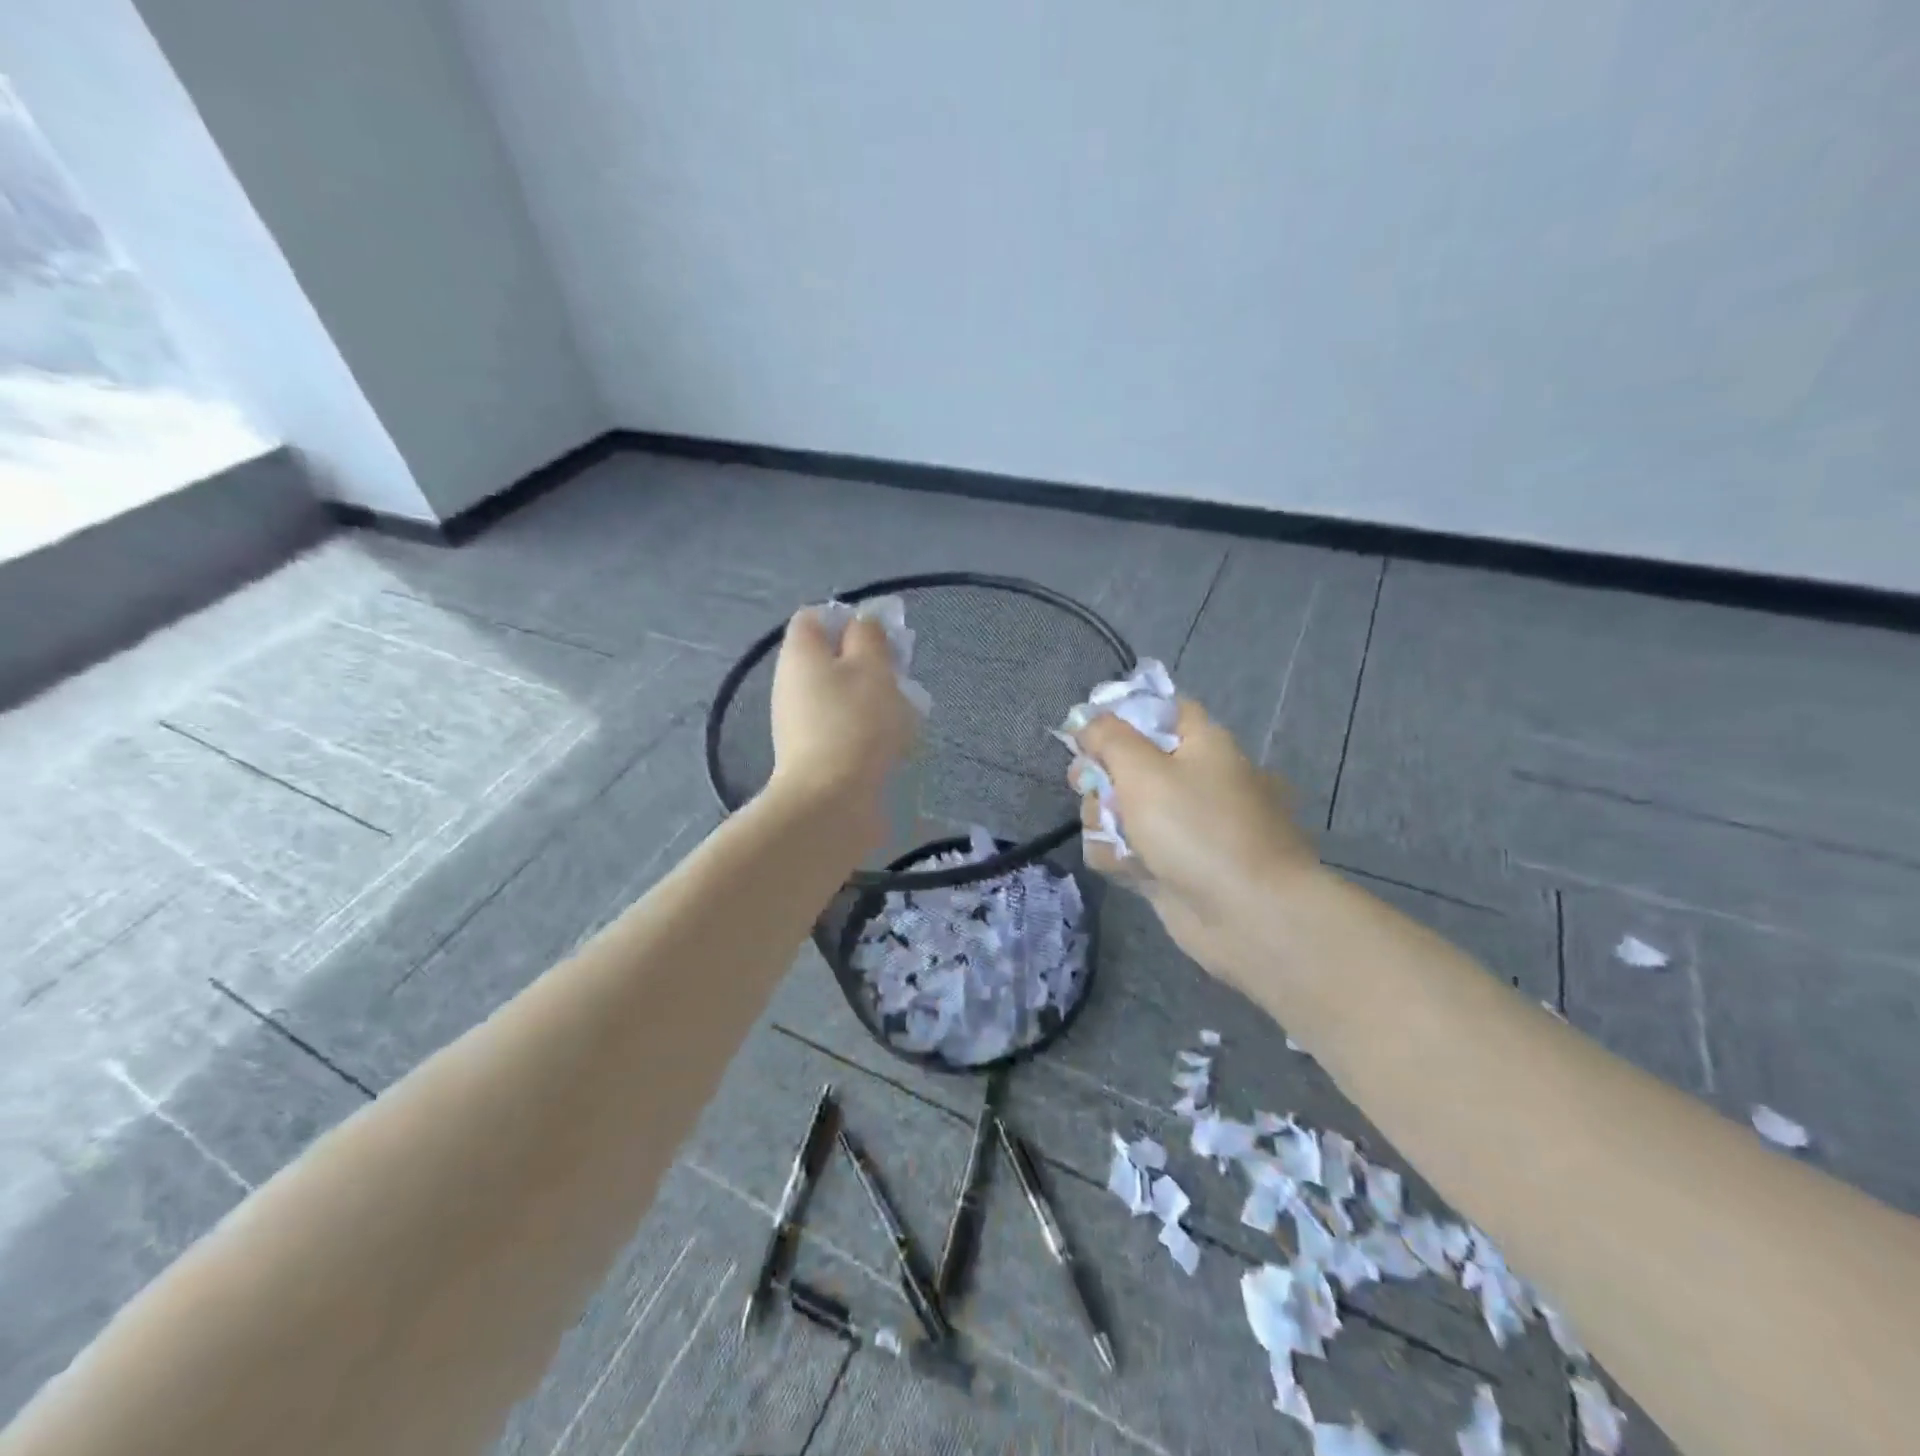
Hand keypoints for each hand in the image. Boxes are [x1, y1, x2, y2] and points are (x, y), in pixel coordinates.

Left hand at [768, 608, 918, 832]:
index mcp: (800, 653)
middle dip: (867, 663)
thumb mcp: (872, 668)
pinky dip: (864, 730)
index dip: (849, 619)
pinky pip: (841, 727)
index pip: (815, 617)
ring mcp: (797, 721)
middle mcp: (791, 683)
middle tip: (898, 677)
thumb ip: (870, 637)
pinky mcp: (810, 753)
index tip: (881, 638)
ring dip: (870, 700)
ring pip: (839, 695)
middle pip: (829, 658)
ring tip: (903, 715)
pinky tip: (890, 746)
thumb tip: (862, 624)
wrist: (831, 801)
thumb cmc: (855, 723)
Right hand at [1070, 699, 1320, 980]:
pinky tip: (1126, 869)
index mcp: (1202, 745)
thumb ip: (1109, 739)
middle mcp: (1193, 780)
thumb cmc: (1197, 829)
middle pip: (1129, 763)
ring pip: (1121, 809)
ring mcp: (1182, 826)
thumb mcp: (1144, 771)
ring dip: (1104, 822)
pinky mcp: (1170, 866)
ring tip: (1115, 840)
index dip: (1120, 716)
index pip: (1160, 711)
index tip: (1086, 733)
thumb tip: (1088, 720)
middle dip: (1100, 777)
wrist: (1248, 915)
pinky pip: (1129, 850)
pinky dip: (1121, 857)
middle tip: (1085, 787)